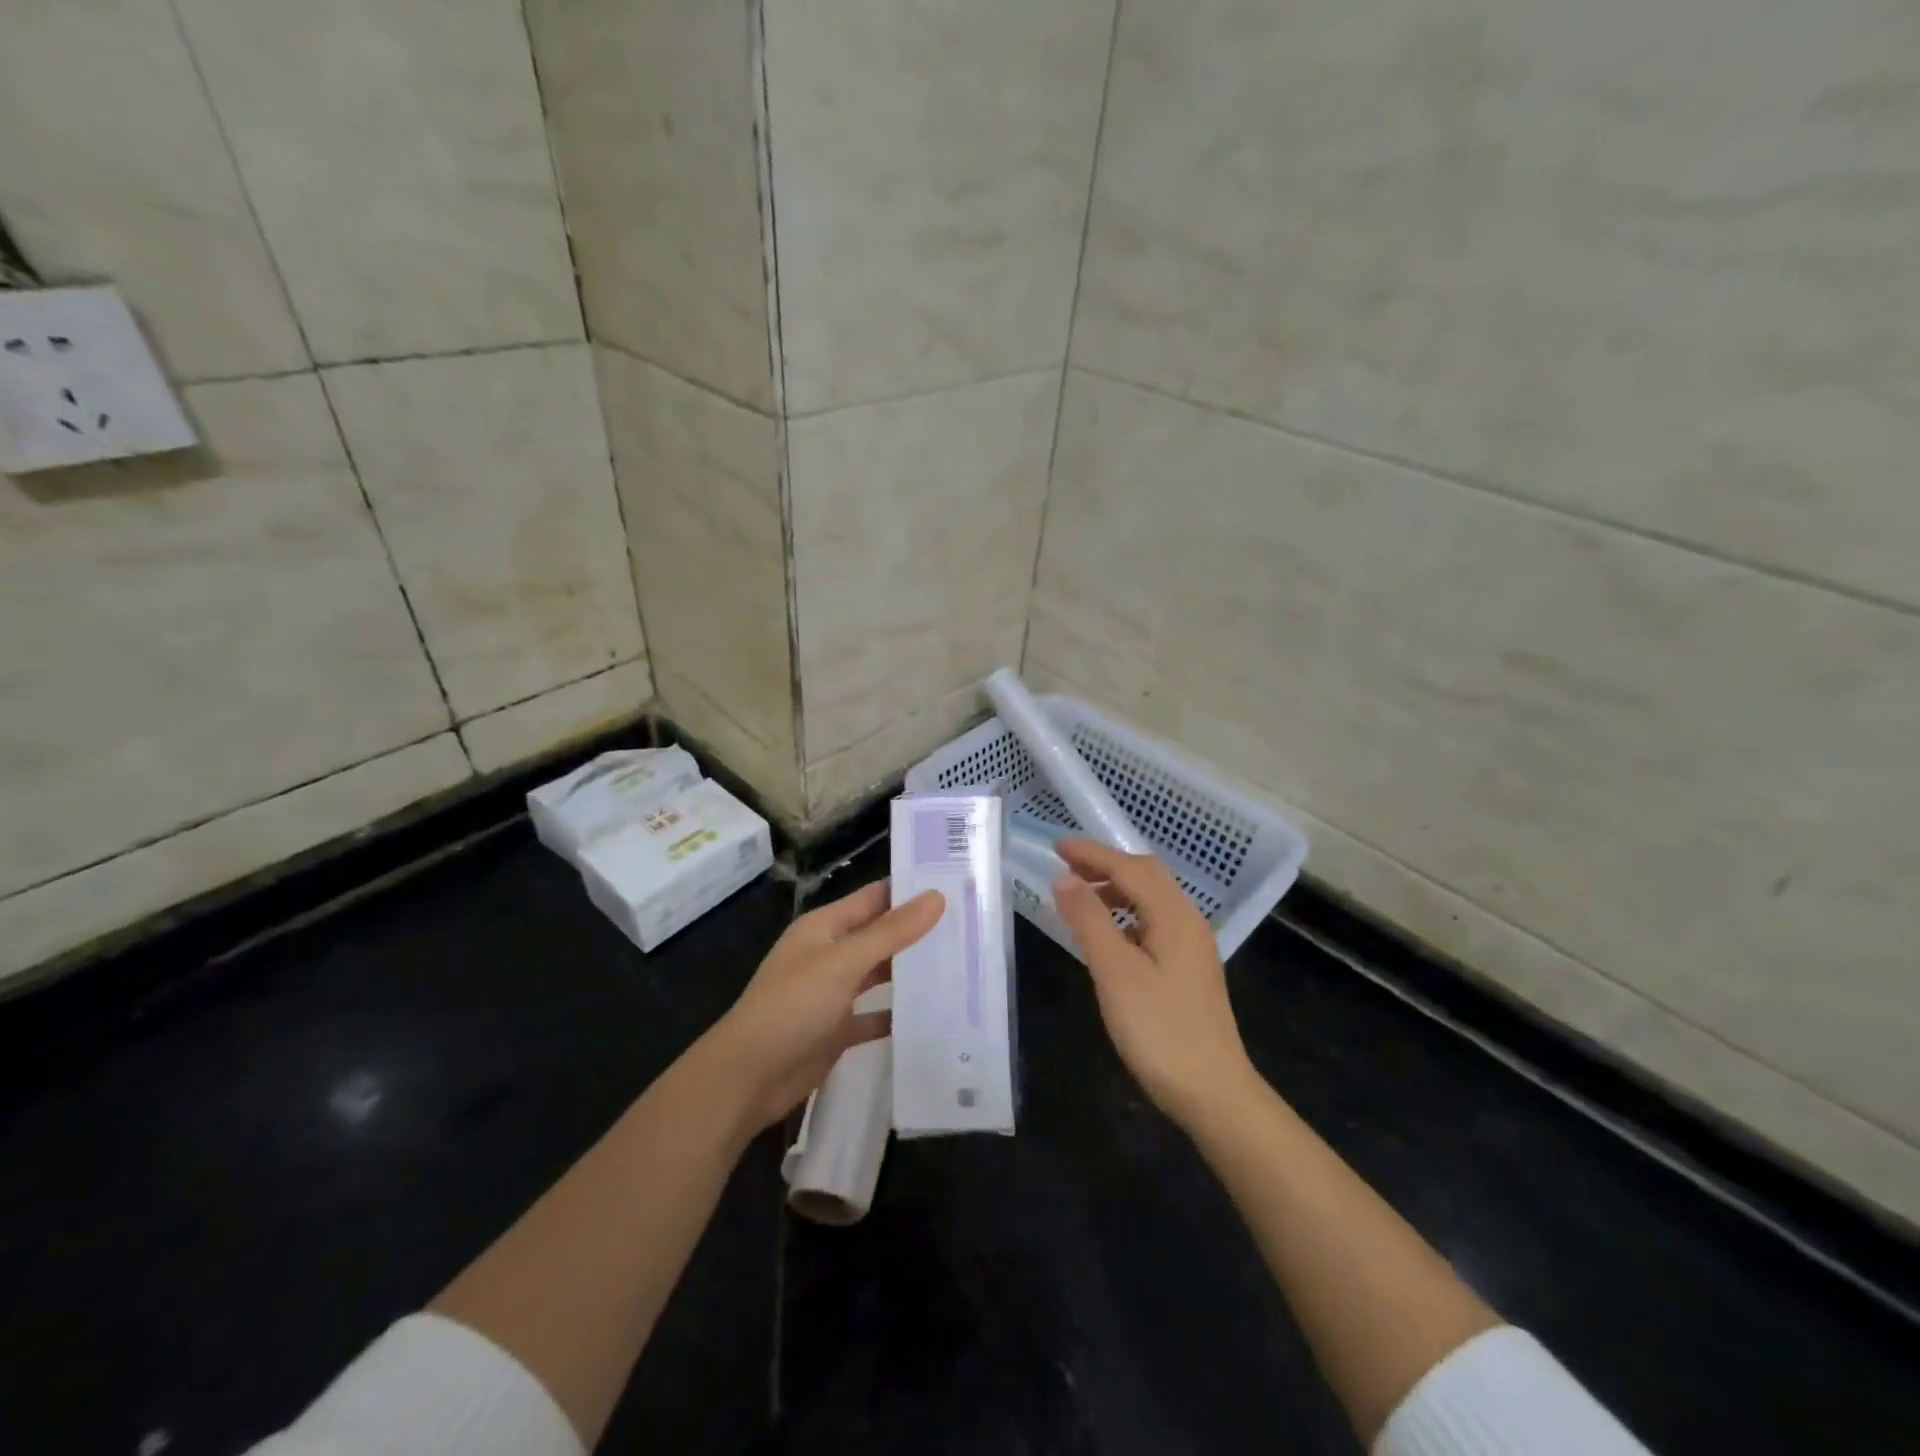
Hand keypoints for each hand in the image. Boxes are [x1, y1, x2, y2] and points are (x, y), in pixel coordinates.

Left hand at [703, 880, 943, 1131]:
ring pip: (880, 974)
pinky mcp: (838, 1030)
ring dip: (911, 971)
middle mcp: (830, 954)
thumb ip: (891, 932)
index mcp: (825, 927)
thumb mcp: (844, 962)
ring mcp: (834, 993)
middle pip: (880, 935)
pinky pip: (875, 1015)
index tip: (955, 884)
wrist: (748, 1078)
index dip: (910, 890)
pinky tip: (935, 1014)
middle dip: (918, 931)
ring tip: (961, 964)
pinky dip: (898, 1013)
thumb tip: (937, 896)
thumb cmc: (793, 1006)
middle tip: (970, 926)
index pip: (875, 898)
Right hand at [1053, 840, 1259, 1129]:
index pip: (1129, 867)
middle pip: (1146, 876)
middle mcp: (1188, 922)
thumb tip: (1064, 878)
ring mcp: (1192, 946)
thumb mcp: (1115, 972)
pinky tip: (1108, 935)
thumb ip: (1089, 920)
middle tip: (1066, 867)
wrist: (1213, 1092)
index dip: (1092, 854)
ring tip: (1080, 899)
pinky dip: (1126, 915)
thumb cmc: (1159, 1030)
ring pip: (1151, 899)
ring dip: (1116, 890)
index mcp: (1174, 915)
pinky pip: (1153, 922)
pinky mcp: (1188, 969)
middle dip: (1105, 865)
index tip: (1056, 846)